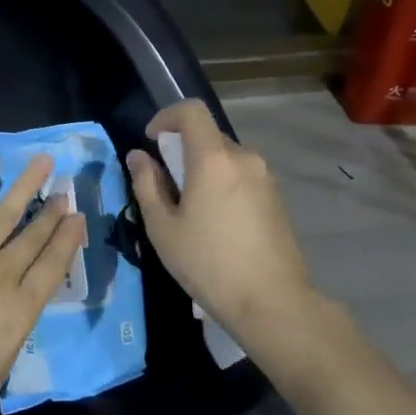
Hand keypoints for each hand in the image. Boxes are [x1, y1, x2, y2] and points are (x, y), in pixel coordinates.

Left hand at [0, 156, 83, 414]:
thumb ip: (12, 332)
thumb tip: (15, 309)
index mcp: (20, 311)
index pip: (52, 268)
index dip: (67, 240)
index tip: (78, 218)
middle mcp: (1, 276)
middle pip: (32, 238)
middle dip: (51, 212)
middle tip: (64, 191)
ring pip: (4, 214)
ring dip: (25, 187)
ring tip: (42, 164)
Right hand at [125, 100, 314, 352]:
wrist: (273, 303)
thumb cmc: (209, 263)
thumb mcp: (163, 227)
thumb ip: (147, 184)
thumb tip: (138, 156)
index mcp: (213, 159)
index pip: (191, 111)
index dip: (166, 116)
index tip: (151, 140)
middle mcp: (243, 158)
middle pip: (208, 135)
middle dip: (182, 148)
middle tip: (165, 184)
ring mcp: (264, 178)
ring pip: (225, 157)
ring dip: (203, 168)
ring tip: (190, 208)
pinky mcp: (276, 198)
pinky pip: (241, 176)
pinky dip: (222, 184)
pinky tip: (216, 222)